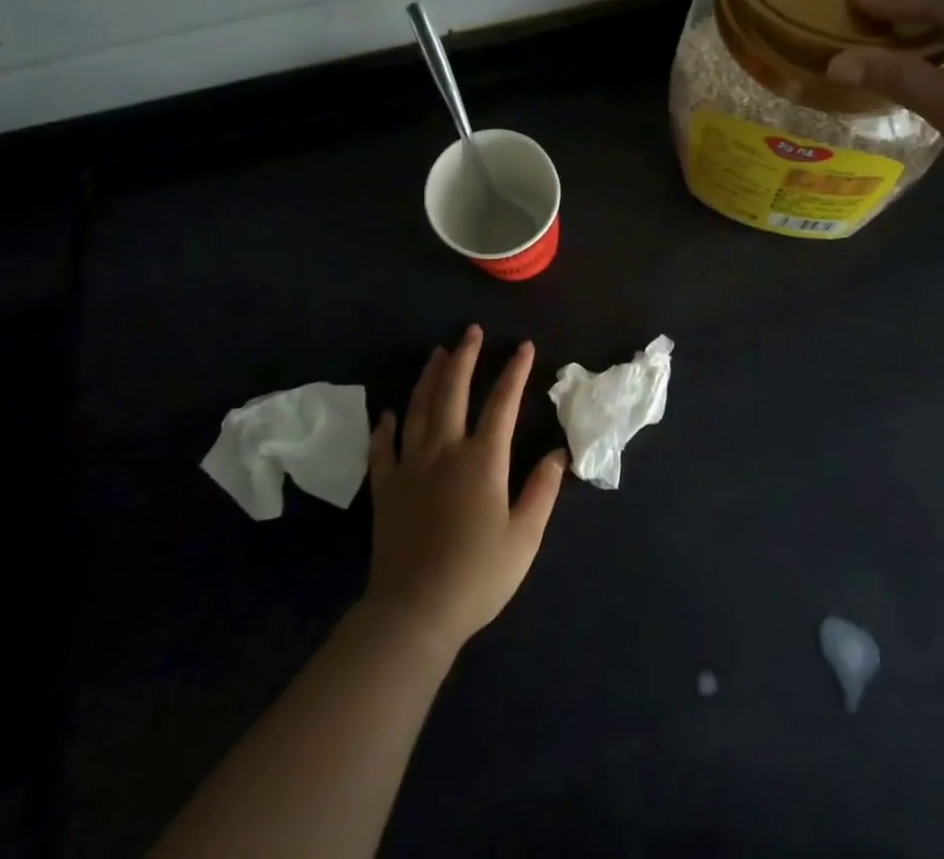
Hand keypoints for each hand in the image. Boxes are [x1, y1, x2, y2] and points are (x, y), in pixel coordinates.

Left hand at [364, 327, 567, 655]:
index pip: (502, 403)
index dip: (515, 371)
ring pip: (419, 408)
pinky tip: (389, 413)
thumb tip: (560, 453)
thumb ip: (542, 490)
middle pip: (453, 391)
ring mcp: (411, 465)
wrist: (415, 611)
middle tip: (471, 331)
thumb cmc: (478, 575)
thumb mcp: (525, 536)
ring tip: (438, 352)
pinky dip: (386, 427)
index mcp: (482, 459)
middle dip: (465, 357)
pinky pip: (383, 448)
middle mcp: (445, 450)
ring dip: (429, 377)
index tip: (523, 346)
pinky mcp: (386, 487)